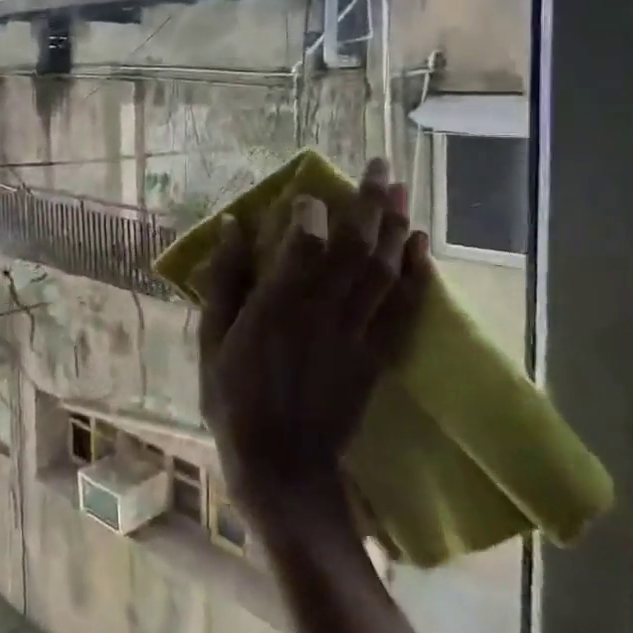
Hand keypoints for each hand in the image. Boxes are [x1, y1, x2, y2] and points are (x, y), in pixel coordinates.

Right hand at [196, 158, 429, 526]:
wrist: (283, 468)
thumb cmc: (235, 401)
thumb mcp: (212, 342)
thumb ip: (224, 282)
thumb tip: (231, 227)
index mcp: (277, 306)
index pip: (304, 242)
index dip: (311, 210)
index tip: (310, 193)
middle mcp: (322, 311)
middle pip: (355, 246)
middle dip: (369, 201)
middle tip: (380, 165)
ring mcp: (356, 334)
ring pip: (383, 269)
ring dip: (396, 226)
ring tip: (402, 190)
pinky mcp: (376, 356)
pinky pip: (403, 308)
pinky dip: (415, 274)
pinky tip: (420, 245)